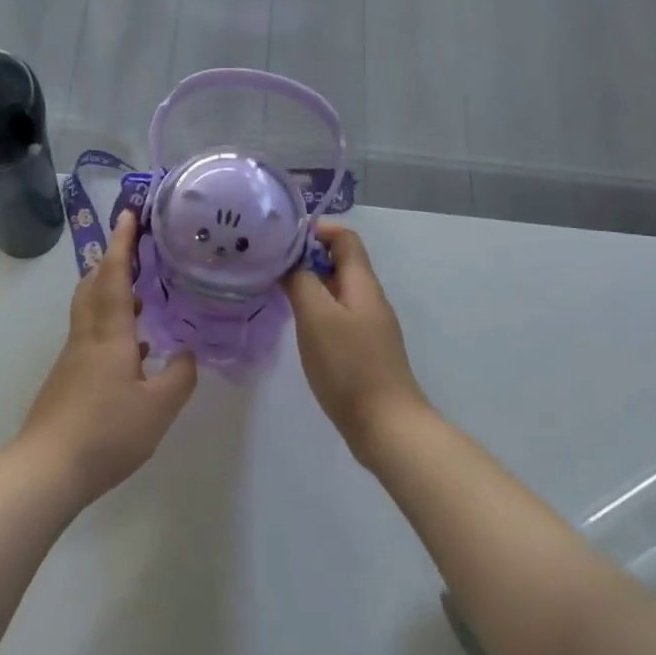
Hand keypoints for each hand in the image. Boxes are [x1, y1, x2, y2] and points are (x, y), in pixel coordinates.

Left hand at [19, 210, 197, 503]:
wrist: (47, 468)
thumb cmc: (107, 432)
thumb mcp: (159, 408)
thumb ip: (180, 376)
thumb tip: (187, 353)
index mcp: (109, 334)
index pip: (114, 275)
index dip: (122, 243)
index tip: (128, 214)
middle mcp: (87, 336)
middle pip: (93, 284)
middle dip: (111, 259)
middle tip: (134, 246)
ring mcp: (74, 357)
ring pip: (90, 309)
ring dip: (110, 290)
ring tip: (141, 293)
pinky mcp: (68, 378)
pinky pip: (91, 335)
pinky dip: (111, 324)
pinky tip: (134, 349)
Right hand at [284, 222, 427, 456]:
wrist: (385, 425)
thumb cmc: (349, 365)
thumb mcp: (317, 317)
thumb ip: (301, 282)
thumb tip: (290, 262)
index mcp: (362, 283)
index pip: (345, 238)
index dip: (317, 230)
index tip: (282, 239)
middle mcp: (368, 298)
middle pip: (340, 262)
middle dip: (306, 256)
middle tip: (270, 263)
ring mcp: (368, 325)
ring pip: (336, 289)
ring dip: (308, 283)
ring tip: (275, 289)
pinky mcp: (362, 348)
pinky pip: (336, 314)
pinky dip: (315, 308)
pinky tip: (296, 323)